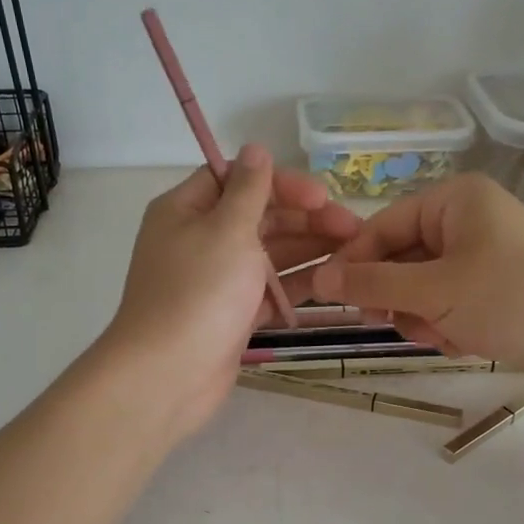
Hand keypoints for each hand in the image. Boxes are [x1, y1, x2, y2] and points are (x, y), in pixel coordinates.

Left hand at [97, 145, 359, 437]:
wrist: (168, 376)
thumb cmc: (198, 293)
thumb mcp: (227, 230)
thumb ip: (249, 190)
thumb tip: (255, 148)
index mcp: (187, 209)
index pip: (239, 180)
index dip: (283, 183)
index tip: (322, 197)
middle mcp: (199, 239)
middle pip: (260, 217)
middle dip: (306, 219)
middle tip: (354, 229)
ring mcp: (216, 279)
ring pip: (269, 254)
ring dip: (309, 250)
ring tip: (355, 254)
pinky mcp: (231, 313)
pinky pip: (269, 289)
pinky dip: (297, 284)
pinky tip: (334, 282)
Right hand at [311, 173, 523, 384]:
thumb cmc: (513, 297)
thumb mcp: (435, 290)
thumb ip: (373, 284)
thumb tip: (320, 279)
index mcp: (454, 200)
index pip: (382, 226)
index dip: (355, 263)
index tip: (332, 298)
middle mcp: (467, 220)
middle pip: (401, 258)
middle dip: (398, 297)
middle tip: (395, 324)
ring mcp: (484, 256)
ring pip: (423, 287)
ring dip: (423, 316)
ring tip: (445, 336)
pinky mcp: (497, 289)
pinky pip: (450, 304)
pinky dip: (448, 325)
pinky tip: (465, 342)